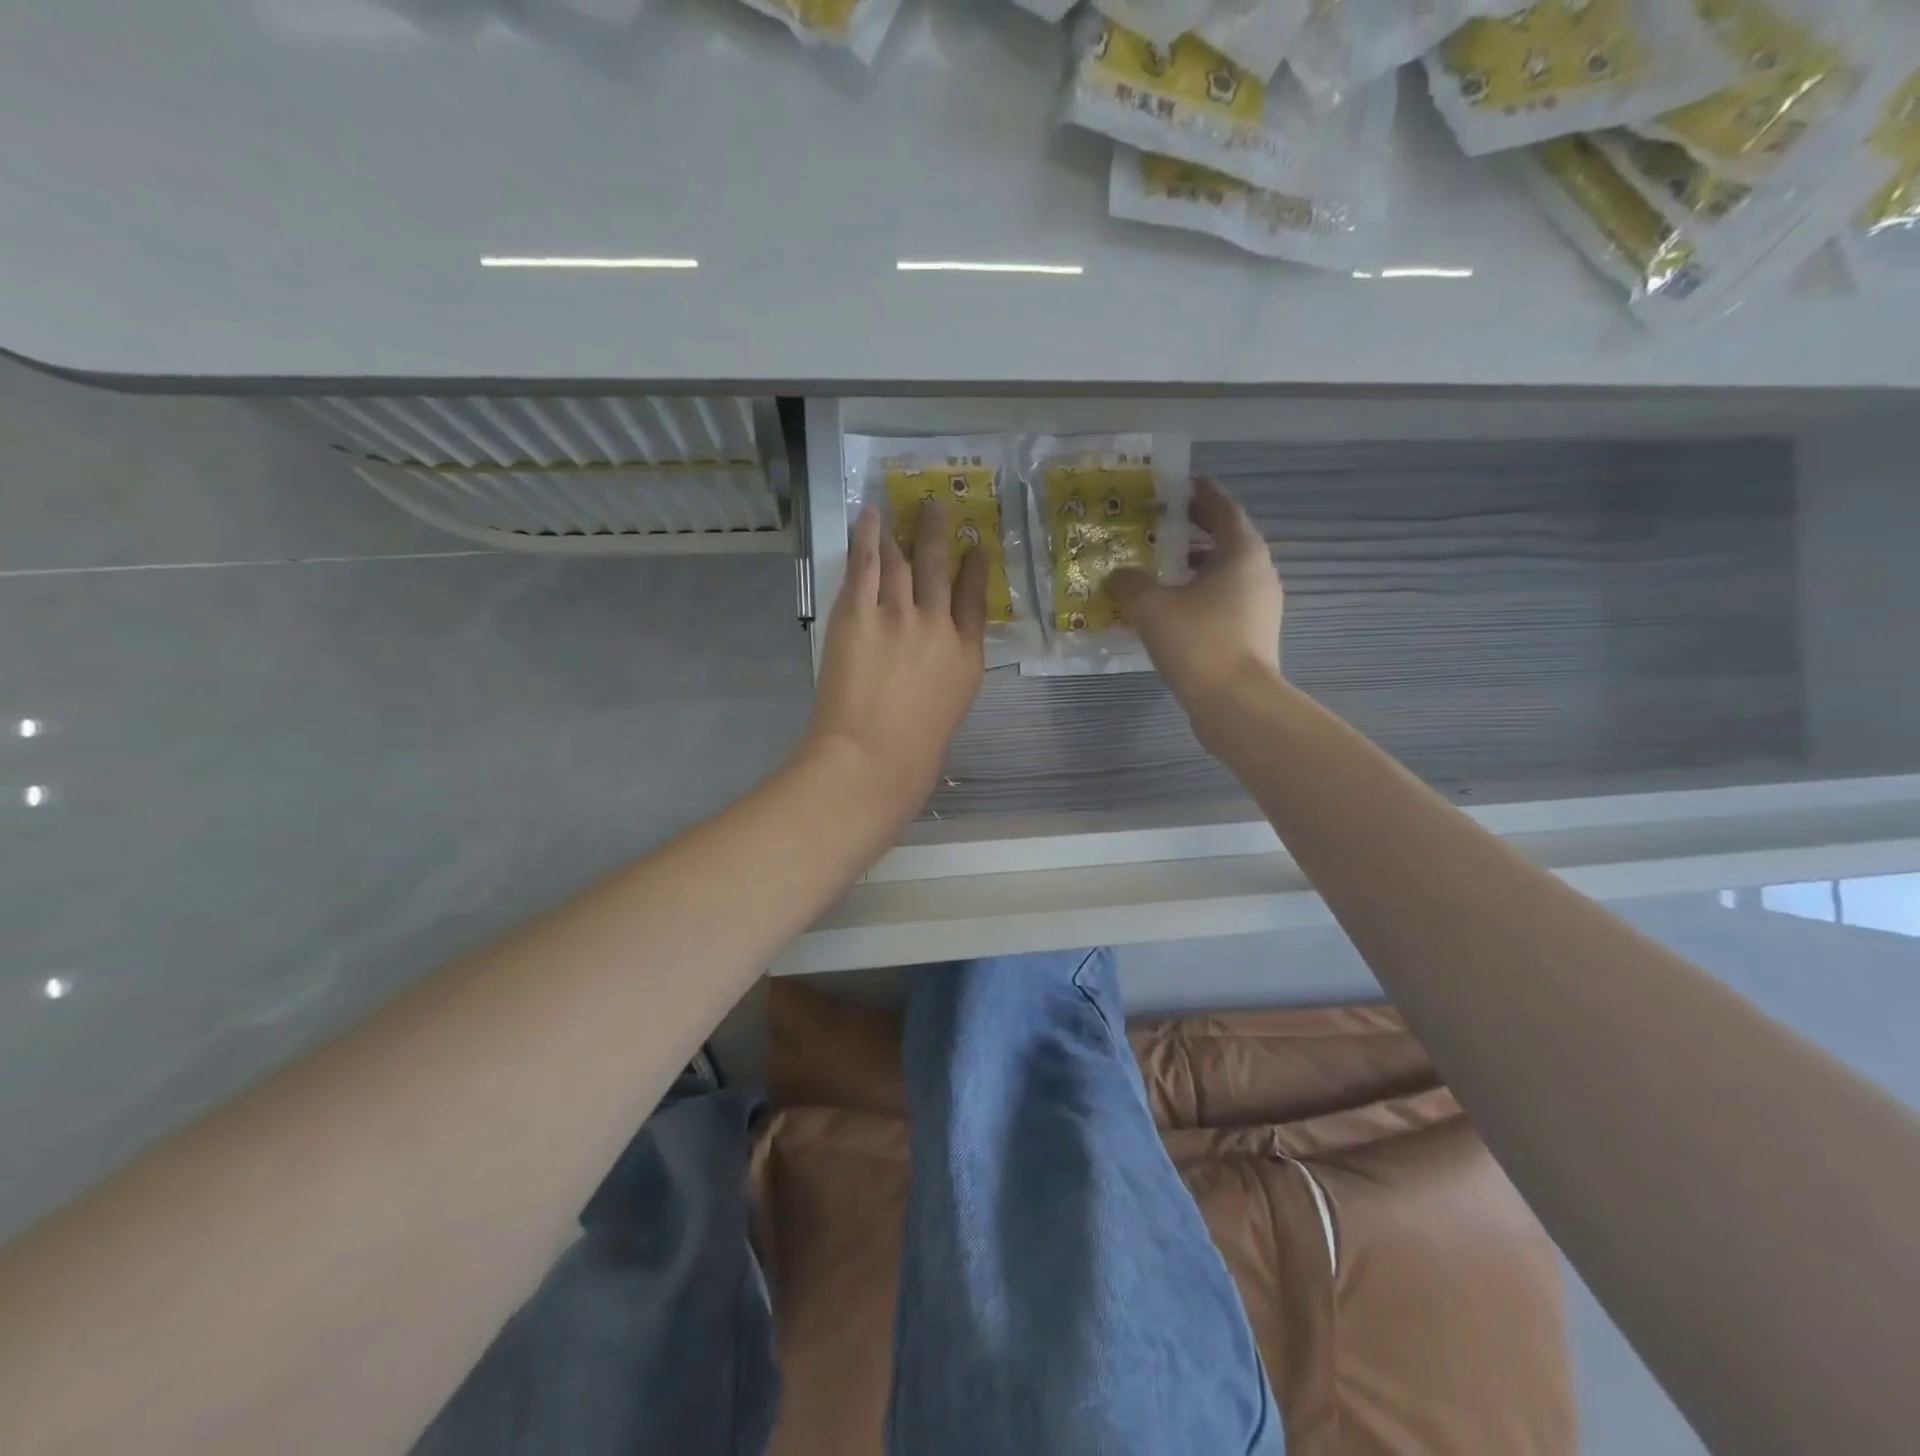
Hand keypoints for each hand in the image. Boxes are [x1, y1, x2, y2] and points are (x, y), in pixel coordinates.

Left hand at [798, 501, 988, 829]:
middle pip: (941, 570)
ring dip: (909, 529)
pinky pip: (866, 565)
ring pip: (905, 561)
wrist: (873, 759)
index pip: (975, 601)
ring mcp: (898, 616)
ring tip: (912, 506)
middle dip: (942, 535)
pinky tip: (871, 516)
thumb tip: (932, 662)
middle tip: (942, 508)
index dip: (976, 570)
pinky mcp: (858, 613)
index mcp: (966, 656)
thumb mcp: (947, 712)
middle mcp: (938, 626)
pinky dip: (868, 537)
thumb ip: (944, 677)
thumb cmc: (913, 753)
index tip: (978, 547)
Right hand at [1110, 476, 1283, 715]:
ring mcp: (1259, 606)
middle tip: (1157, 525)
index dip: (1199, 492)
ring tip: (1157, 568)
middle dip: (1192, 530)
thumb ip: (1129, 584)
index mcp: (1241, 552)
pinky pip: (1222, 601)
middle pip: (1225, 539)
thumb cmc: (1199, 643)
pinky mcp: (1252, 634)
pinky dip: (1198, 595)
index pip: (1222, 507)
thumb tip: (1118, 577)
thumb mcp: (1151, 607)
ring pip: (1224, 573)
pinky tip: (1169, 610)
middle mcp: (1258, 573)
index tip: (1176, 484)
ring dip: (1193, 566)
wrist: (1237, 704)